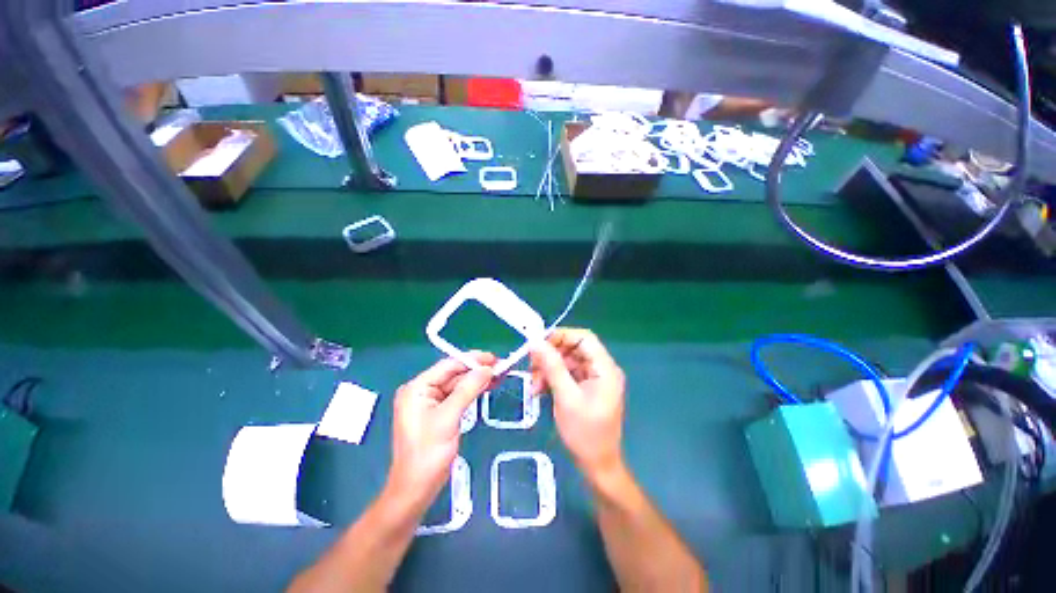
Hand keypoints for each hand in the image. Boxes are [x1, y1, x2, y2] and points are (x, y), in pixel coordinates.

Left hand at [386, 352, 495, 509]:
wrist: (415, 490)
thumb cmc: (428, 454)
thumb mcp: (448, 418)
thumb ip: (467, 389)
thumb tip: (487, 368)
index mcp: (417, 388)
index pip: (448, 365)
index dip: (472, 360)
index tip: (494, 358)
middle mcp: (422, 390)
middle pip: (454, 373)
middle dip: (477, 370)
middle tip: (501, 367)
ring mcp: (429, 401)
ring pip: (458, 384)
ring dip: (478, 380)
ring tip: (499, 375)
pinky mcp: (438, 412)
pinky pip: (458, 395)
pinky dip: (473, 391)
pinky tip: (488, 386)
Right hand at [530, 328, 625, 479]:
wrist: (597, 466)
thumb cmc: (585, 433)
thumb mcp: (566, 397)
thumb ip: (552, 366)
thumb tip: (535, 342)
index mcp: (604, 368)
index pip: (584, 338)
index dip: (561, 336)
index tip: (538, 344)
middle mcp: (601, 369)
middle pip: (573, 349)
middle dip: (550, 356)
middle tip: (531, 368)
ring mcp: (594, 378)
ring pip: (567, 361)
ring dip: (548, 369)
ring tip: (534, 386)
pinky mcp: (586, 388)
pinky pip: (567, 374)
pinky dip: (552, 378)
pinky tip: (539, 390)